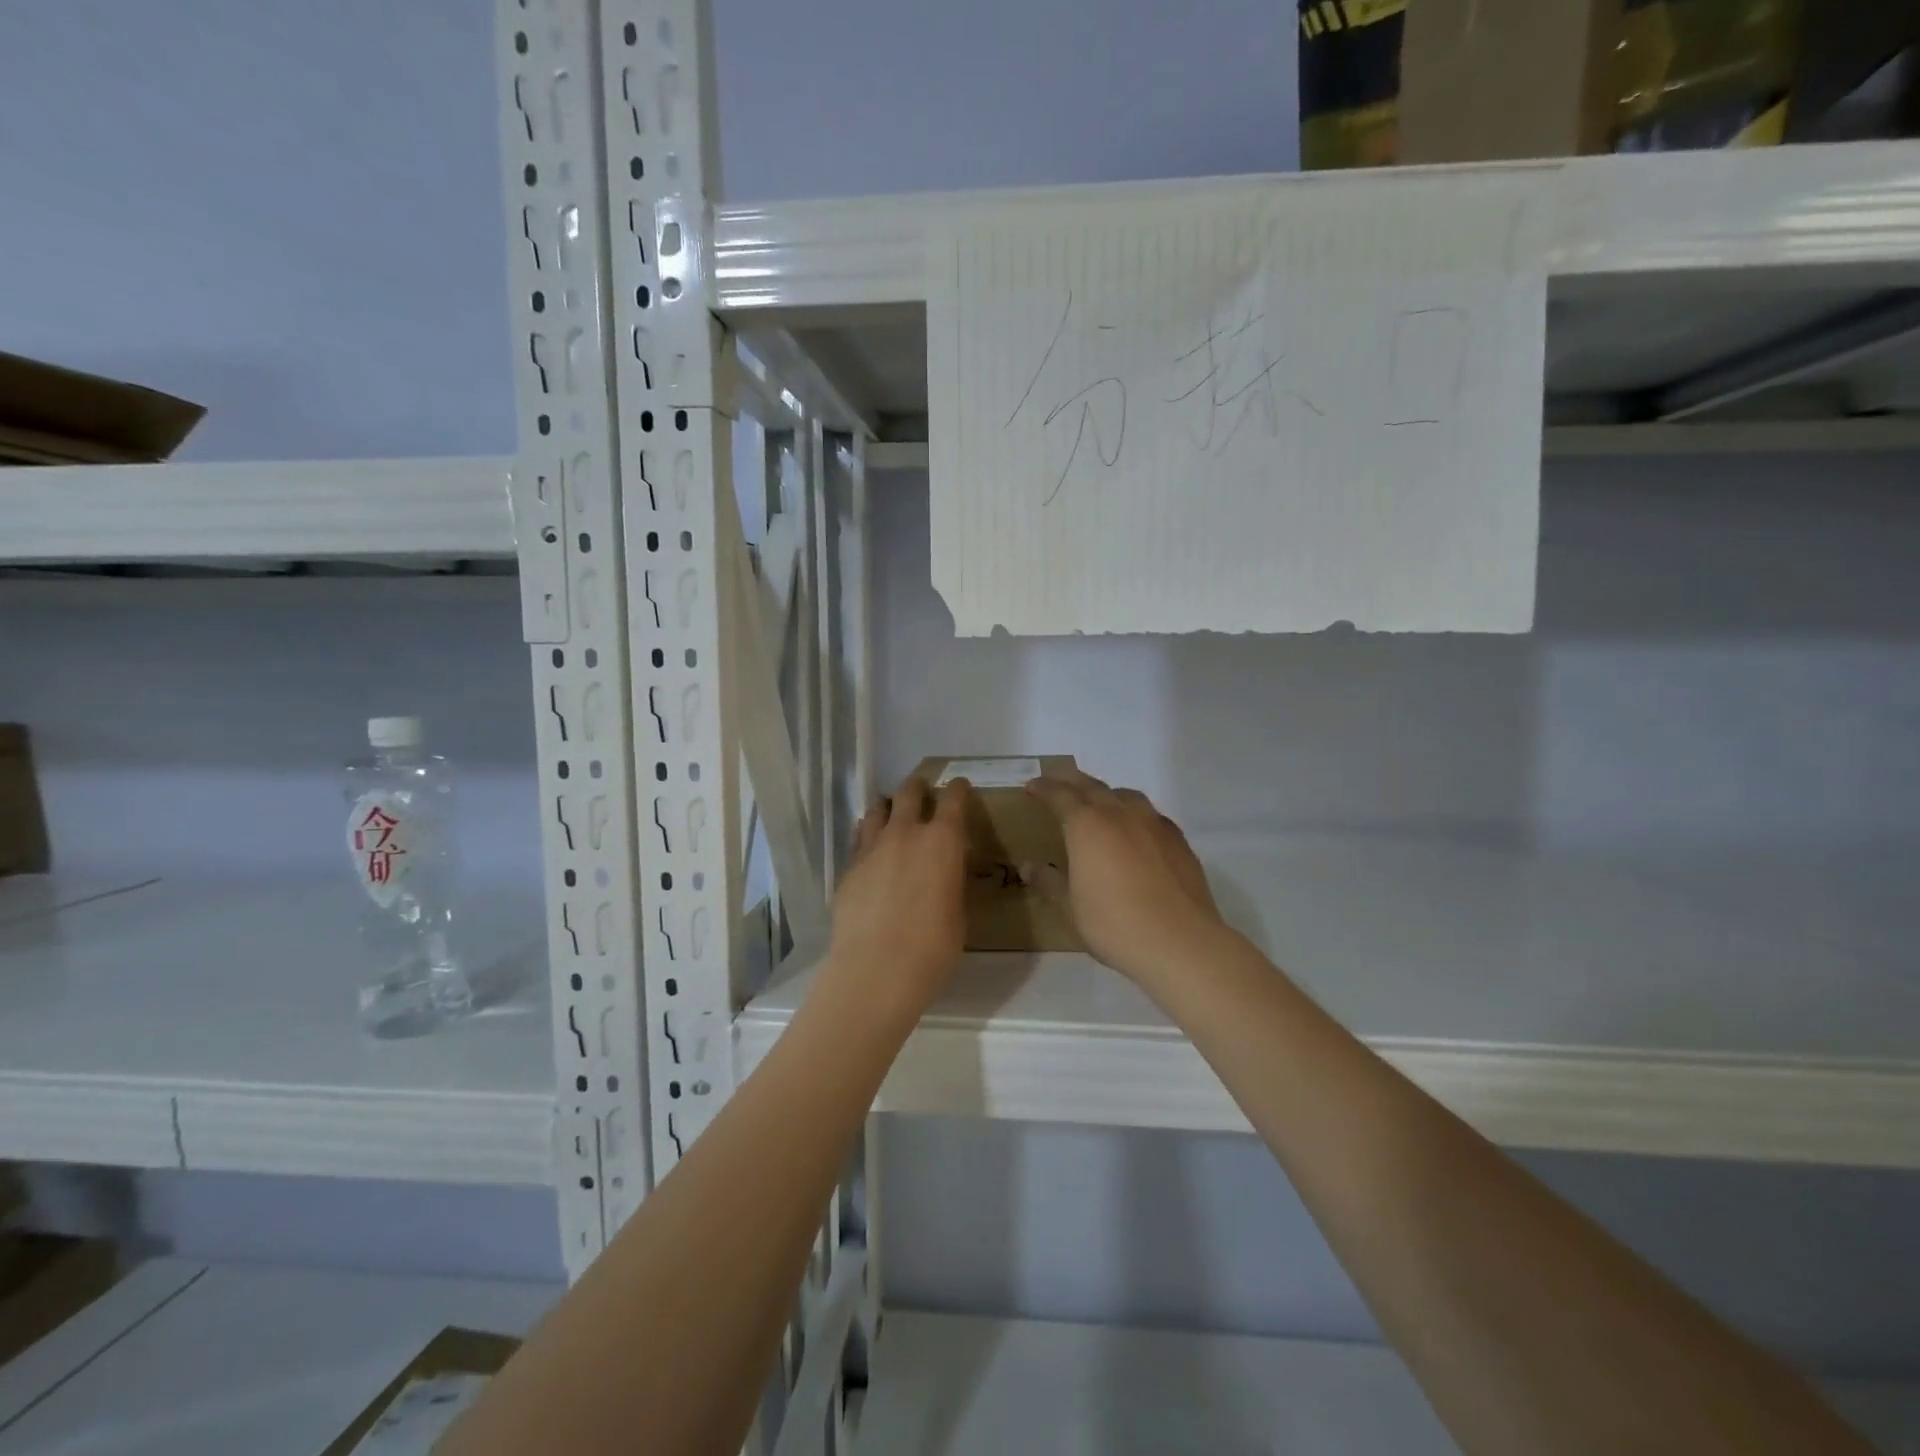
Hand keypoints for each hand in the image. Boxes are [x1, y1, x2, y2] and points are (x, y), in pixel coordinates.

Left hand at [825, 775, 971, 1013]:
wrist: (876, 968)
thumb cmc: (933, 947)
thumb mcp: (958, 913)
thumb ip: (951, 883)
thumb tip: (945, 874)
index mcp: (943, 841)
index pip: (953, 799)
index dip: (958, 790)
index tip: (960, 787)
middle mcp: (906, 833)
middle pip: (909, 792)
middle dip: (918, 787)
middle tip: (922, 790)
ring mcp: (872, 847)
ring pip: (878, 810)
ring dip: (888, 808)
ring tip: (892, 816)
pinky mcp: (848, 866)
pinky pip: (859, 837)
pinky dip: (868, 834)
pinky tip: (871, 847)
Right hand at [1024, 768, 1227, 989]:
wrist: (1179, 942)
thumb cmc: (1114, 924)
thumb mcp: (1070, 907)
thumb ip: (1049, 882)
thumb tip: (1029, 867)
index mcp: (1087, 825)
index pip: (1060, 795)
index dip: (1043, 788)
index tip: (1031, 786)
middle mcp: (1120, 813)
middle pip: (1092, 786)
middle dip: (1071, 781)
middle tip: (1057, 782)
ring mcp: (1153, 823)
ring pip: (1125, 795)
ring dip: (1105, 793)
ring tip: (1097, 803)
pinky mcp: (1178, 839)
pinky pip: (1149, 814)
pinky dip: (1133, 813)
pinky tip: (1134, 831)